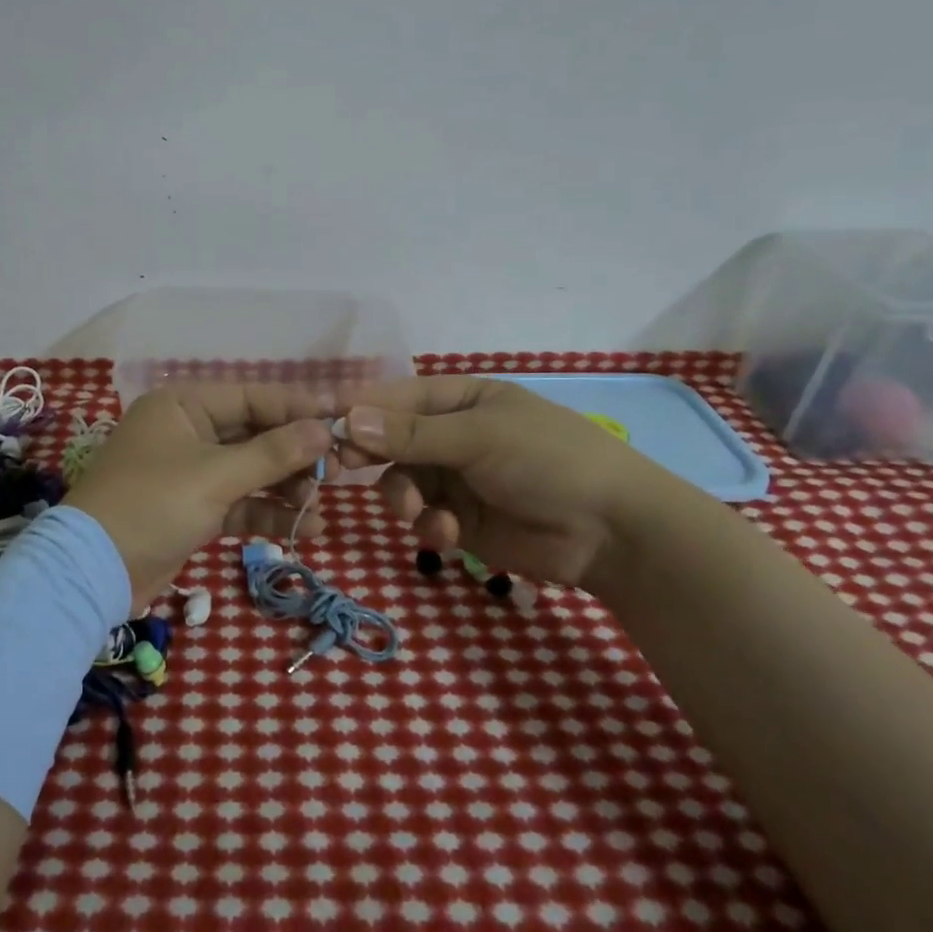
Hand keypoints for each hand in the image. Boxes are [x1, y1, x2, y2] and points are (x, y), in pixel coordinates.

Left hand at [64, 384, 334, 614]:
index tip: (342, 418)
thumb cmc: (152, 505)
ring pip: (249, 471)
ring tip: (320, 503)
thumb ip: (273, 453)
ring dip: (284, 488)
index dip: (297, 408)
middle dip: (294, 454)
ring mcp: (189, 472)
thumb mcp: (215, 475)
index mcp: (183, 405)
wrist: (93, 572)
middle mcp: (186, 431)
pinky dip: (265, 513)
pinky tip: (303, 529)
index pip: (252, 397)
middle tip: (337, 469)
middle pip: (254, 434)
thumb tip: (324, 430)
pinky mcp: (192, 509)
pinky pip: (238, 503)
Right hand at [336, 376, 681, 588]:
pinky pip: (425, 517)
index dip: (359, 410)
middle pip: (390, 441)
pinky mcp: (463, 521)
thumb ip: (410, 433)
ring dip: (401, 497)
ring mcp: (456, 479)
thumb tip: (347, 418)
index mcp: (460, 400)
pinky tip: (448, 534)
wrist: (611, 532)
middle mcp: (452, 436)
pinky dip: (429, 526)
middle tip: (345, 468)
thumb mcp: (477, 437)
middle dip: (372, 456)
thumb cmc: (546, 460)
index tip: (321, 426)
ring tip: (415, 511)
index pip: (395, 397)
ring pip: (401, 482)